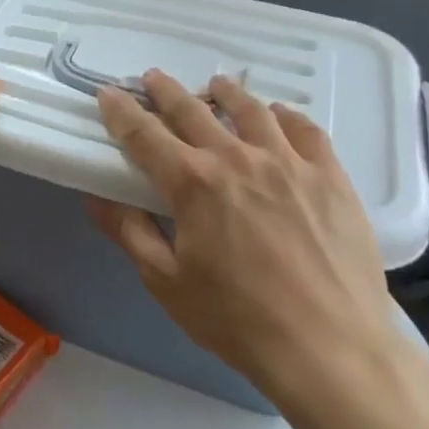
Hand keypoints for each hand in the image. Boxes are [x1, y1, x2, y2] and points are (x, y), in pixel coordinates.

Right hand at [89, 72, 400, 415]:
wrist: (332, 350)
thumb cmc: (238, 320)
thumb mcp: (166, 283)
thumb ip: (129, 232)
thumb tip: (96, 196)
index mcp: (192, 182)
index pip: (143, 133)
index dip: (121, 111)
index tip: (108, 93)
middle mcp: (235, 158)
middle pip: (192, 109)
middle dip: (165, 90)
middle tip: (152, 78)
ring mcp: (288, 162)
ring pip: (250, 109)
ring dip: (225, 93)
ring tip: (216, 85)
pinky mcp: (330, 176)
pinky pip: (305, 129)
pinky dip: (285, 116)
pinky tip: (278, 115)